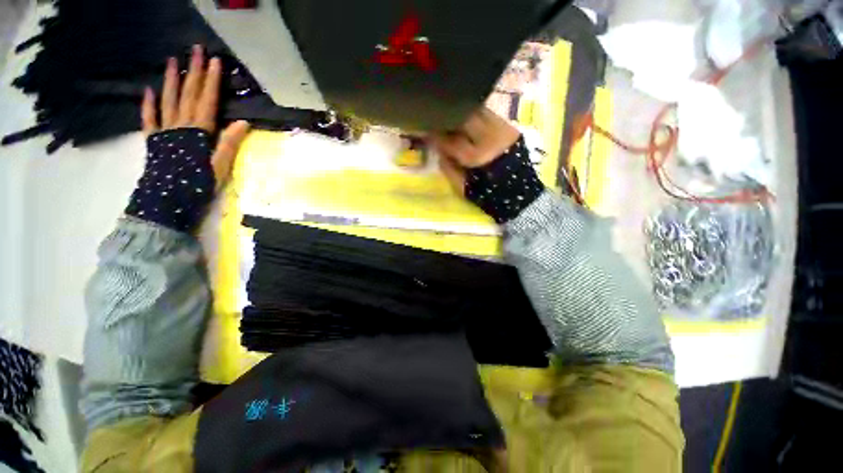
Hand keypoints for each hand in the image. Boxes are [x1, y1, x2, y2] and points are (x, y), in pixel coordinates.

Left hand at [141, 44, 249, 190]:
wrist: (168, 200)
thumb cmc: (198, 184)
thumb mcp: (220, 166)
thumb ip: (229, 143)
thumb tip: (243, 123)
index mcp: (199, 131)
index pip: (207, 100)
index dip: (211, 81)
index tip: (215, 62)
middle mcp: (180, 124)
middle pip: (188, 94)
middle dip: (193, 72)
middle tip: (196, 51)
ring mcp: (164, 130)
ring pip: (168, 100)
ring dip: (171, 80)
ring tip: (173, 61)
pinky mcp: (153, 139)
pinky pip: (149, 118)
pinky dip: (148, 104)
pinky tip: (149, 91)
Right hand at [431, 107, 519, 192]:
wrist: (521, 195)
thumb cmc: (489, 196)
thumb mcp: (463, 189)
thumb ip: (448, 169)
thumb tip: (439, 151)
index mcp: (476, 157)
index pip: (450, 140)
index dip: (436, 135)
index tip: (427, 132)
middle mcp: (490, 138)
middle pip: (465, 118)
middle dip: (449, 119)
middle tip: (440, 121)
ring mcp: (503, 130)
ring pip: (478, 111)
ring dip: (463, 114)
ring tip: (454, 119)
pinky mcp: (511, 129)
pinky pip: (490, 115)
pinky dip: (477, 117)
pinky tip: (471, 122)